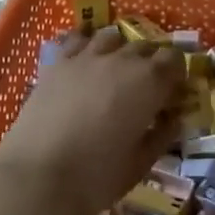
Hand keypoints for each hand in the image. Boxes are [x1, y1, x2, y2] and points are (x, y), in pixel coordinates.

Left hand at [0, 29, 186, 214]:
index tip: (173, 92)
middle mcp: (122, 60)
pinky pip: (78, 40)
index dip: (177, 73)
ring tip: (115, 70)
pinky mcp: (58, 63)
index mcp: (150, 82)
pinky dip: (86, 44)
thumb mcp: (140, 163)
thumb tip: (173, 120)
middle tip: (146, 88)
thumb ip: (162, 136)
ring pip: (112, 37)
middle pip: (145, 46)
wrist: (36, 178)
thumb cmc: (97, 176)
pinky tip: (85, 60)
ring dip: (120, 50)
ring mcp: (87, 57)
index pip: (175, 59)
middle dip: (151, 63)